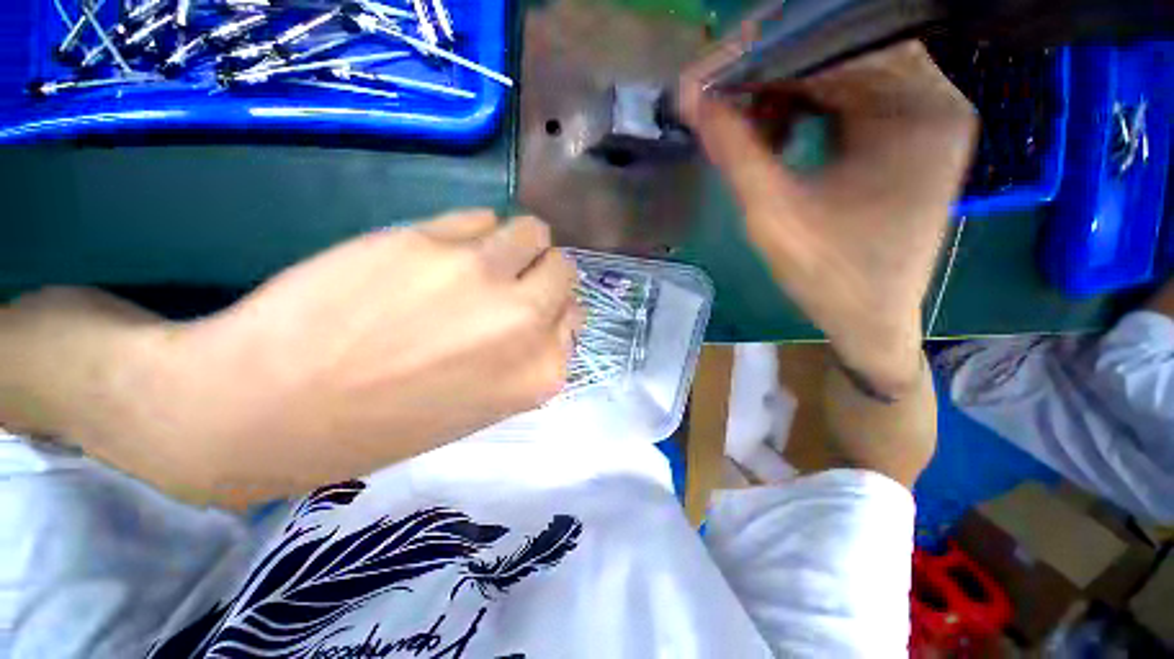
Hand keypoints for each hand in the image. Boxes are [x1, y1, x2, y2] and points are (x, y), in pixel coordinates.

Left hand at [13, 212, 580, 507]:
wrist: (274, 406)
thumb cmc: (386, 421)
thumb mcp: (484, 404)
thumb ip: (528, 357)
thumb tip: (550, 315)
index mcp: (539, 373)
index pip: (575, 318)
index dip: (554, 311)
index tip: (532, 313)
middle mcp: (526, 322)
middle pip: (564, 269)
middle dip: (544, 272)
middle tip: (512, 281)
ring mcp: (483, 277)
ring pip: (534, 230)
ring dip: (517, 242)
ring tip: (483, 257)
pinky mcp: (432, 241)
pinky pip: (482, 217)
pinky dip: (474, 231)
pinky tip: (440, 252)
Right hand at [681, 42, 976, 389]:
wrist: (867, 320)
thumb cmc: (829, 276)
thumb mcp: (773, 214)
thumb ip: (735, 151)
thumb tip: (690, 96)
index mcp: (919, 110)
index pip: (844, 43)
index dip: (775, 49)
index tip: (720, 65)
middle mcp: (930, 101)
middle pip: (843, 54)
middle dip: (775, 73)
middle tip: (720, 93)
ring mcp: (916, 118)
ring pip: (839, 77)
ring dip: (783, 94)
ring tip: (740, 122)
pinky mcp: (898, 139)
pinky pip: (843, 103)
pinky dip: (801, 112)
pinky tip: (770, 137)